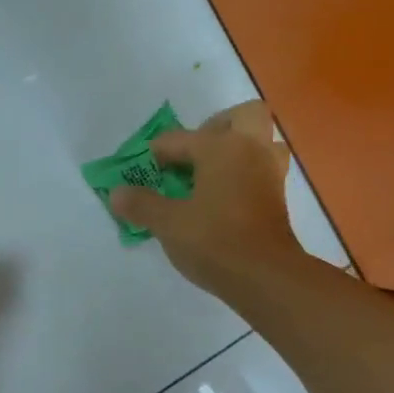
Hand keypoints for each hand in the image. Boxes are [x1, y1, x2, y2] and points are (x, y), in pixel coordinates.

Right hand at [110, 101, 305, 299]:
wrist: (264, 275)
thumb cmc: (213, 240)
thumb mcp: (167, 223)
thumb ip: (141, 204)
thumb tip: (116, 193)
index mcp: (222, 147)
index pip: (180, 139)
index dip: (156, 153)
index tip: (142, 169)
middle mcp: (250, 149)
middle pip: (242, 117)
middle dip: (215, 128)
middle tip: (192, 154)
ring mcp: (269, 172)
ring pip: (260, 141)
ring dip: (237, 148)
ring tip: (210, 173)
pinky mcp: (277, 197)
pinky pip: (262, 168)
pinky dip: (244, 173)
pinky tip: (222, 196)